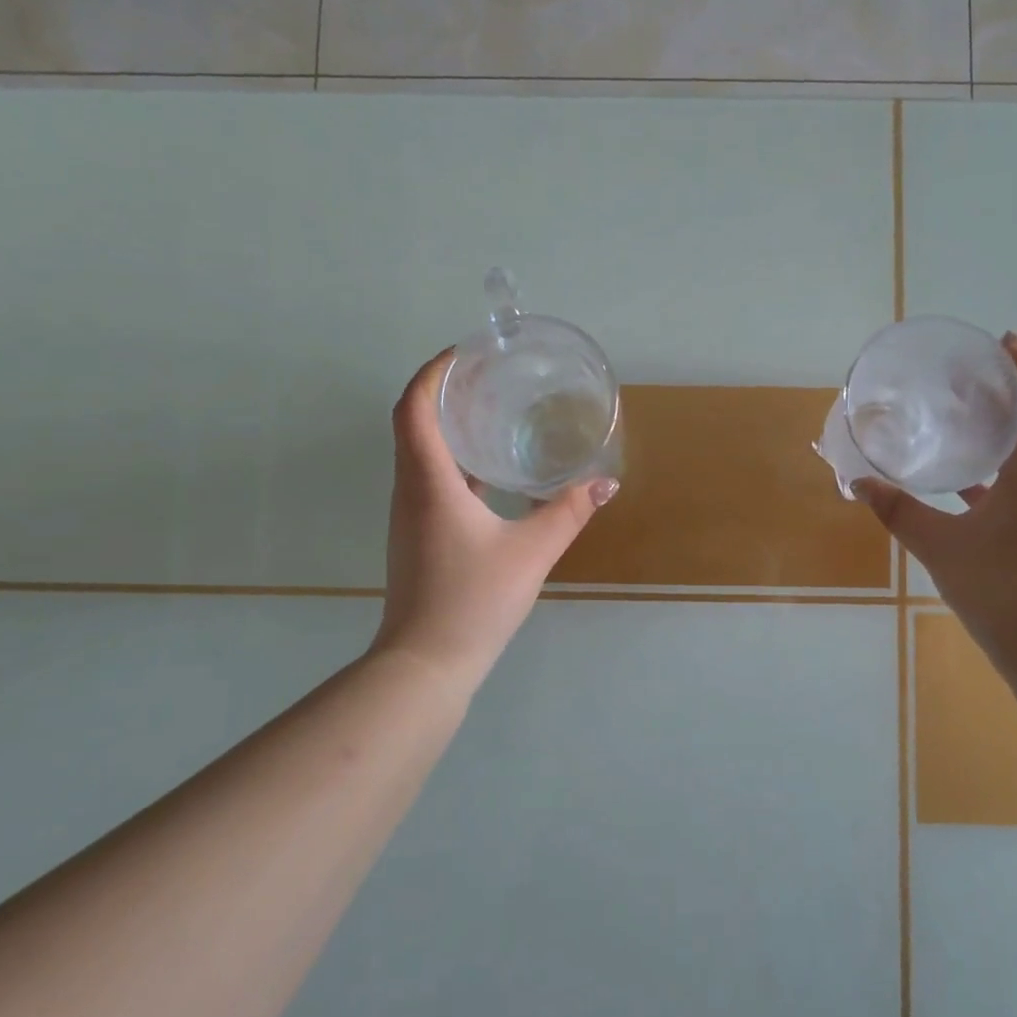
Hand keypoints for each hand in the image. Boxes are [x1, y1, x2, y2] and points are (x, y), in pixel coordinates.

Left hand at [372, 351, 617, 690]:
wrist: (426, 663)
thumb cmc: (473, 600)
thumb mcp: (531, 552)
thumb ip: (569, 513)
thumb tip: (605, 484)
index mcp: (429, 482)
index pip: (414, 407)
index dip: (434, 371)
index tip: (466, 353)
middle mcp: (411, 490)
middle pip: (414, 423)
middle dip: (446, 392)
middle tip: (490, 377)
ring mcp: (411, 515)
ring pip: (421, 453)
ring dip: (449, 427)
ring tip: (495, 414)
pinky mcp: (419, 536)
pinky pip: (431, 481)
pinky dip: (456, 463)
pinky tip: (493, 473)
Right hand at [856, 332, 1016, 676]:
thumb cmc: (1000, 589)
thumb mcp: (940, 547)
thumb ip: (899, 512)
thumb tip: (859, 483)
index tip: (1005, 341)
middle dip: (1007, 402)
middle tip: (968, 386)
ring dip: (1002, 442)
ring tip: (963, 431)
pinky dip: (1000, 479)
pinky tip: (968, 494)